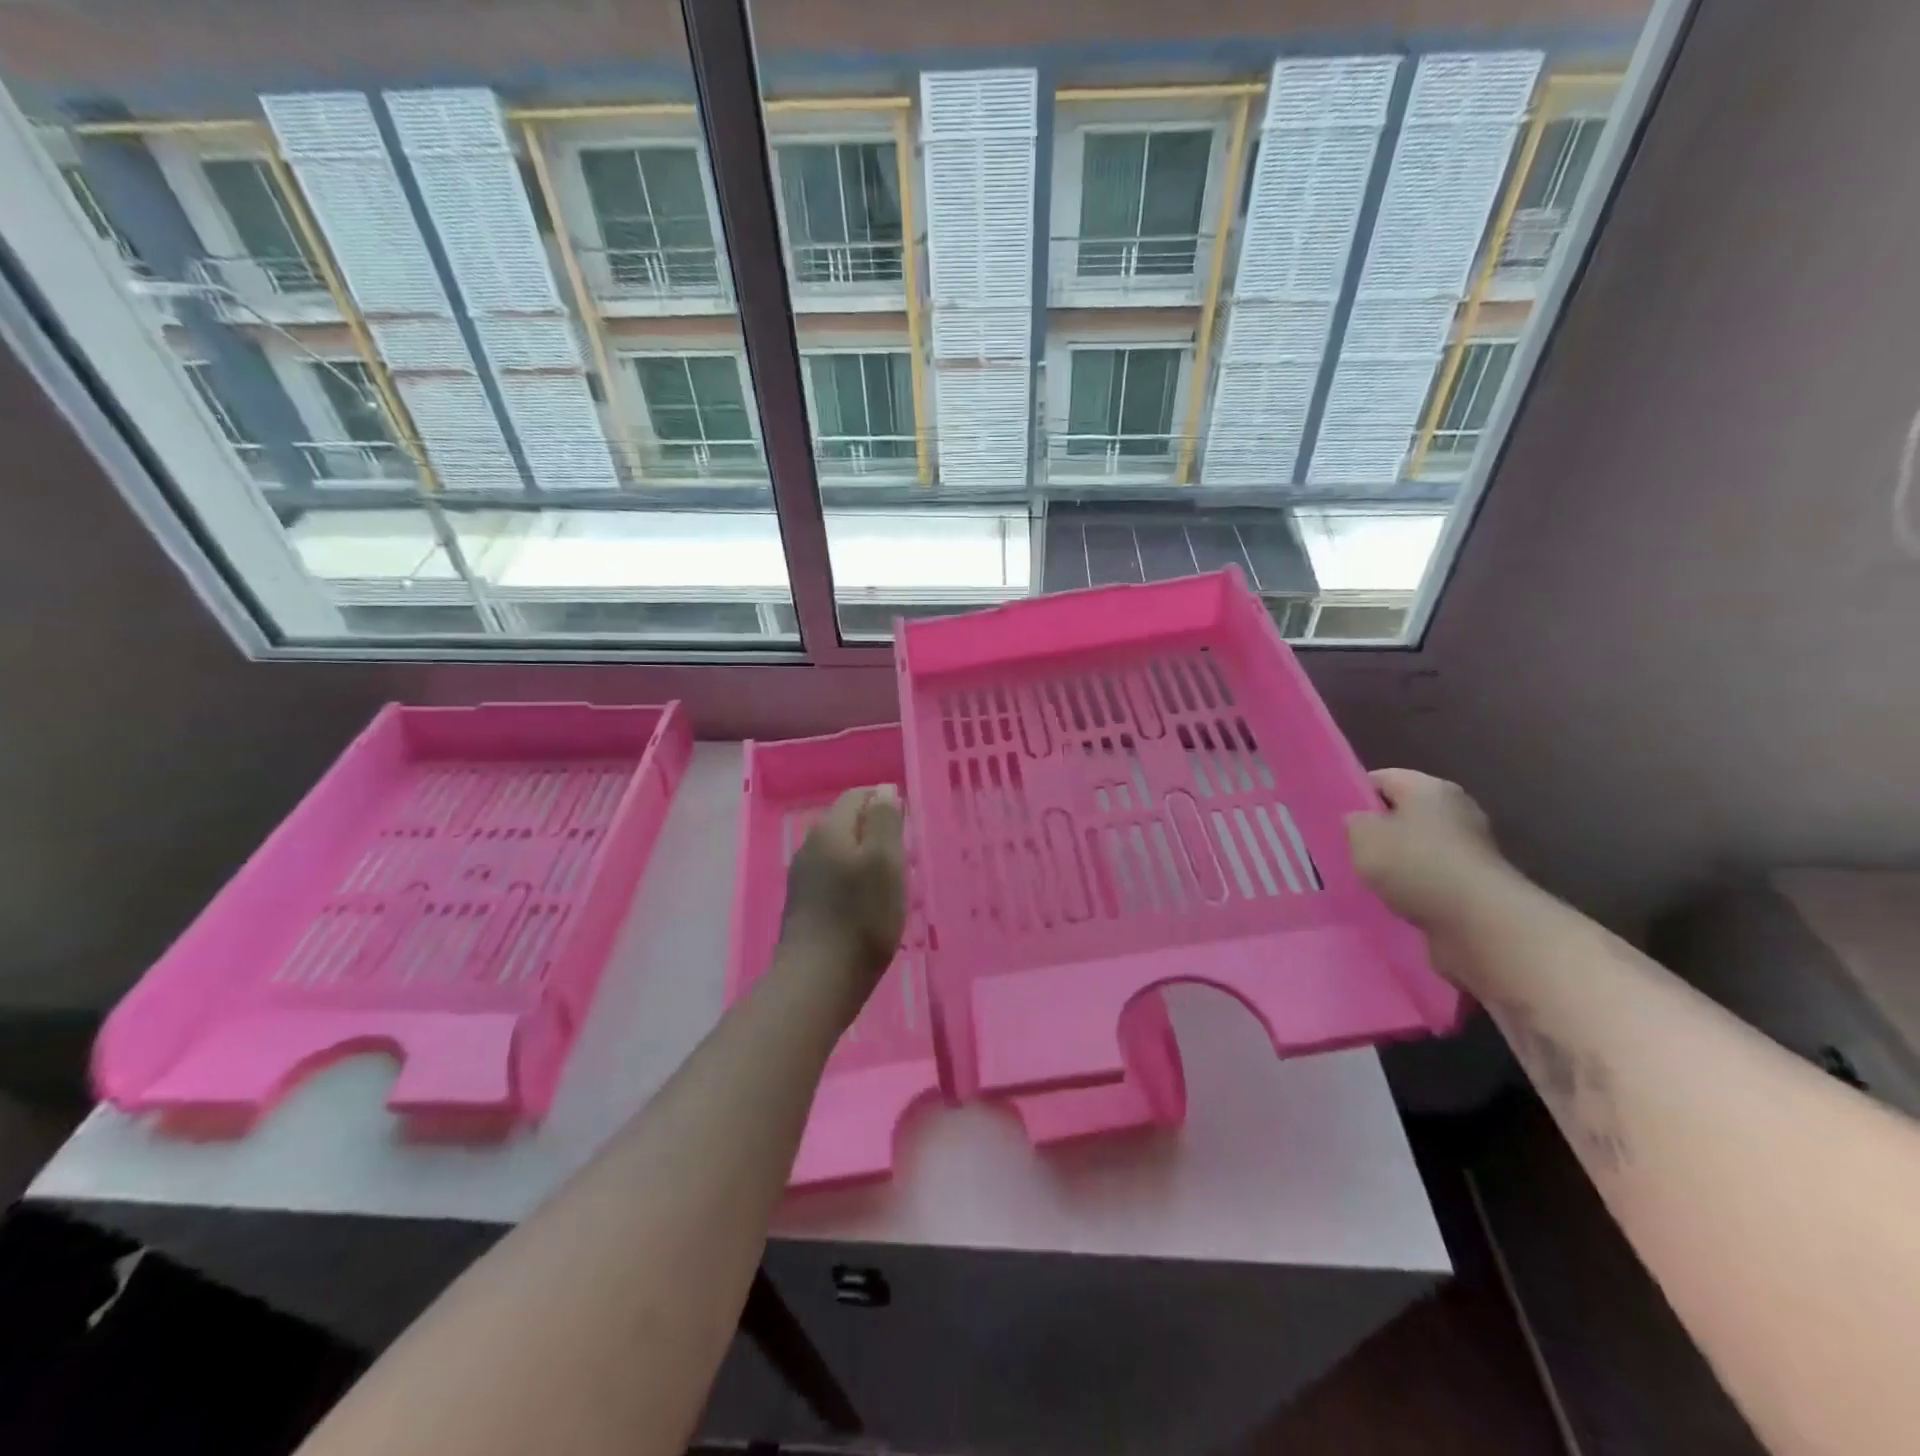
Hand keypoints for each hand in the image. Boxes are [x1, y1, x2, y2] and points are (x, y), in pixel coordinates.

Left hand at [777, 786, 906, 1016]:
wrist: (817, 982)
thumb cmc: (861, 918)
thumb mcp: (885, 862)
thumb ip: (885, 820)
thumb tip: (884, 789)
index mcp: (829, 829)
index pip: (858, 795)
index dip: (885, 803)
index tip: (909, 827)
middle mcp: (810, 846)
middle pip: (848, 823)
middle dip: (878, 832)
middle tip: (906, 858)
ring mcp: (803, 877)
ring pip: (842, 852)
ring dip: (867, 859)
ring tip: (892, 884)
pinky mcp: (803, 904)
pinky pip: (834, 877)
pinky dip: (854, 882)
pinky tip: (868, 906)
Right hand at [1346, 769, 1509, 932]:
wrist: (1480, 921)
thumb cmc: (1415, 864)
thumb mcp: (1363, 836)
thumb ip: (1354, 822)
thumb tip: (1360, 822)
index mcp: (1429, 787)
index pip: (1381, 779)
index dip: (1354, 796)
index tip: (1334, 820)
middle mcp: (1455, 809)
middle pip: (1402, 813)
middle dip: (1376, 832)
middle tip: (1348, 851)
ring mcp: (1470, 847)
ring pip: (1417, 847)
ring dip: (1395, 863)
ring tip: (1368, 880)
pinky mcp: (1476, 881)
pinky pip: (1433, 875)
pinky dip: (1415, 886)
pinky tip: (1396, 900)